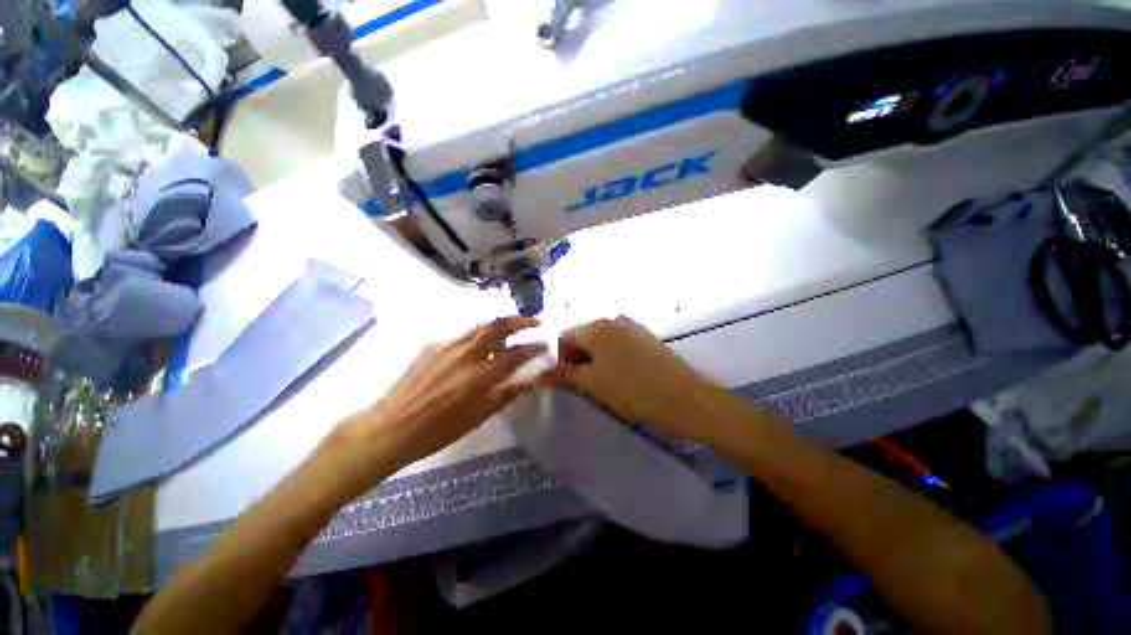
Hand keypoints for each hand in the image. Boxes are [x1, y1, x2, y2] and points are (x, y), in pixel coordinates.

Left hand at [328, 317, 545, 488]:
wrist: (391, 426)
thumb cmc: (440, 429)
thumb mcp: (480, 415)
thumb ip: (507, 393)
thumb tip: (530, 380)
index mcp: (482, 375)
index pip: (518, 353)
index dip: (535, 346)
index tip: (546, 344)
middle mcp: (468, 353)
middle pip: (499, 325)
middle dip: (521, 320)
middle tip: (535, 323)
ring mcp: (448, 345)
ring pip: (481, 326)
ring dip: (500, 325)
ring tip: (510, 330)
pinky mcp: (433, 345)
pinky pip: (461, 337)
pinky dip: (476, 340)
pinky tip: (473, 352)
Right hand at [545, 316, 721, 438]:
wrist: (684, 398)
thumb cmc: (632, 390)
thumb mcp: (593, 383)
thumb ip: (565, 374)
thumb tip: (540, 373)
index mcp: (597, 327)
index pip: (564, 336)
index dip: (560, 358)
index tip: (567, 380)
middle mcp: (614, 319)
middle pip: (584, 335)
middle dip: (578, 358)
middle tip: (583, 383)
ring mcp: (633, 326)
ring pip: (602, 340)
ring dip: (595, 358)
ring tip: (603, 382)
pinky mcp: (647, 336)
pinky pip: (619, 343)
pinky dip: (612, 356)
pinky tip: (622, 375)